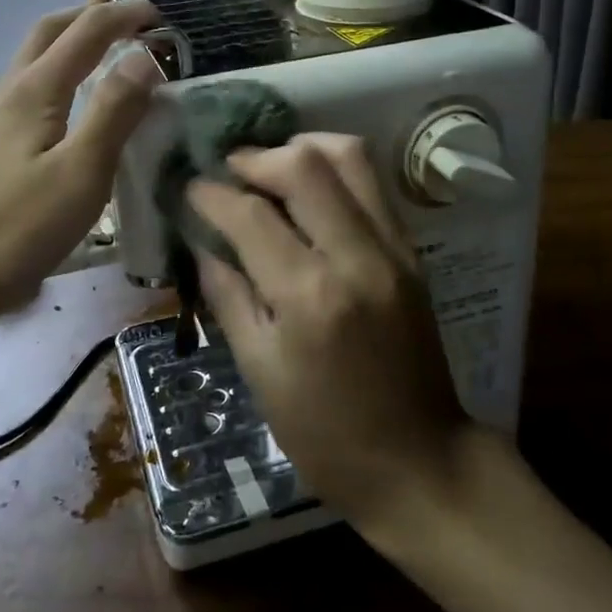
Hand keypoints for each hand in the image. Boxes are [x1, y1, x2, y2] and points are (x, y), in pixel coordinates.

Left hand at [0, 0, 159, 325]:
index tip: (161, 15)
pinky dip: (59, 74)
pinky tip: (66, 101)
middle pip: (49, 33)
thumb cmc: (16, 228)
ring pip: (35, 61)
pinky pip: (30, 91)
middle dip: (89, 13)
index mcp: (36, 91)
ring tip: (97, 37)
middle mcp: (11, 93)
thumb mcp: (81, 172)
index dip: (125, 16)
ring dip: (70, 40)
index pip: (87, 33)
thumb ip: (114, 111)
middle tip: (125, 8)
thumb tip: (145, 55)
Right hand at [187, 134, 467, 531]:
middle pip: (305, 164)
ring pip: (349, 156)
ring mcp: (393, 248)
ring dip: (301, 149)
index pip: (250, 215)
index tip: (190, 188)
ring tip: (270, 171)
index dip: (211, 194)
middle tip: (229, 172)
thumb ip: (228, 293)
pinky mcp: (412, 251)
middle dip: (256, 157)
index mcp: (309, 296)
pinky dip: (333, 172)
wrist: (420, 462)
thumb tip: (202, 238)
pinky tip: (308, 193)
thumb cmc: (325, 434)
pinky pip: (371, 183)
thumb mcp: (259, 370)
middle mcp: (356, 256)